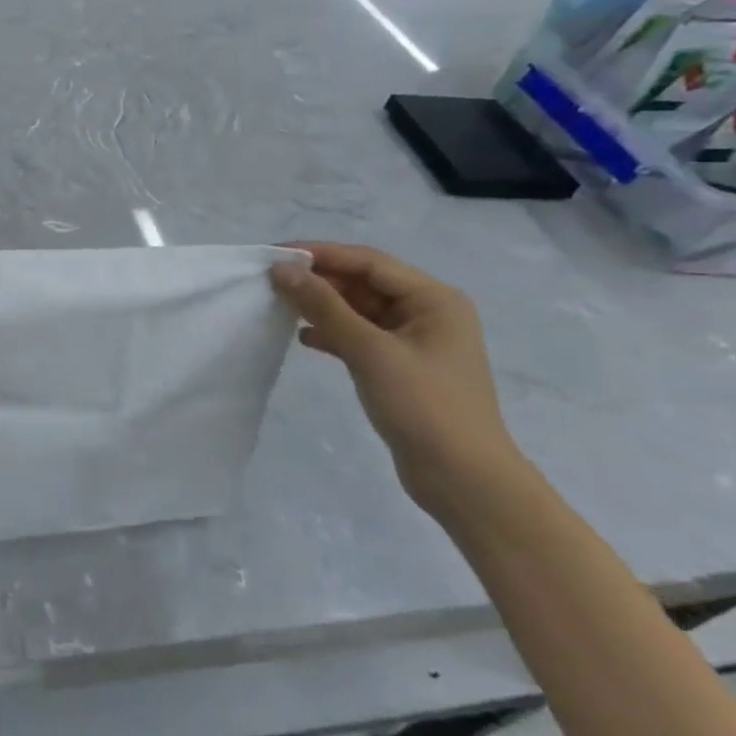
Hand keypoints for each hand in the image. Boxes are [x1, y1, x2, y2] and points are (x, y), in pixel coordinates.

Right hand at [271, 242, 520, 516]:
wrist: (464, 481)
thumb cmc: (424, 406)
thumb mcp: (370, 351)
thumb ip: (324, 307)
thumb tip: (282, 269)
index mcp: (434, 300)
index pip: (369, 262)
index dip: (322, 254)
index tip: (276, 254)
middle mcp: (427, 313)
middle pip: (363, 282)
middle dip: (319, 280)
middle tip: (271, 281)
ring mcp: (414, 341)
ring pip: (358, 309)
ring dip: (322, 307)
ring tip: (281, 306)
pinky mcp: (401, 367)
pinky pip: (359, 336)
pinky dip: (332, 333)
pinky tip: (304, 339)